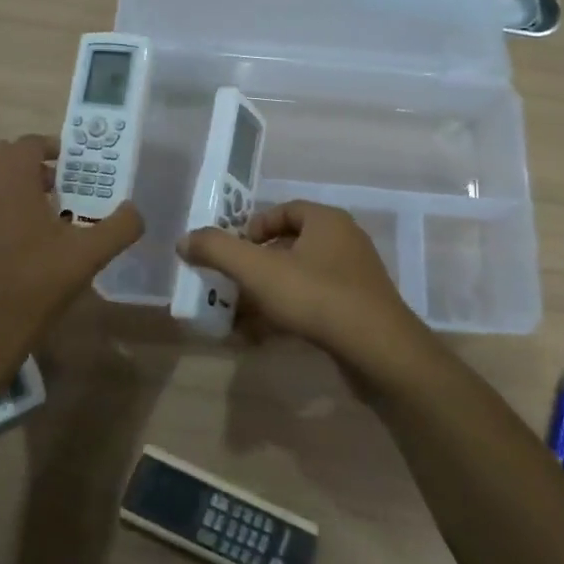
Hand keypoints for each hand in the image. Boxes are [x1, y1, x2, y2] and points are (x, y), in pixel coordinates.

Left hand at [0, 135, 143, 355]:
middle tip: (53, 191)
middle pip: (2, 156)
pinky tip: (4, 243)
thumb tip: (135, 210)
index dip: (52, 149)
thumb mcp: (89, 255)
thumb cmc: (37, 283)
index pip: (29, 143)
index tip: (70, 170)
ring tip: (31, 220)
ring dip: (6, 188)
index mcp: (10, 178)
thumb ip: (120, 226)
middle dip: (28, 166)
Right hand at [176, 202, 439, 386]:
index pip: (283, 211)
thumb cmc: (317, 297)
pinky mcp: (357, 312)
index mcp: (326, 221)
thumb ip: (218, 250)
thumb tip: (184, 240)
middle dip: (254, 268)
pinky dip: (286, 316)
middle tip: (229, 287)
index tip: (232, 252)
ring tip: (237, 319)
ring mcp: (354, 279)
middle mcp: (344, 242)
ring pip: (298, 280)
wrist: (379, 352)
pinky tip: (261, 339)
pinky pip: (313, 305)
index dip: (253, 228)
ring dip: (266, 297)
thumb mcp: (258, 271)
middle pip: (288, 247)